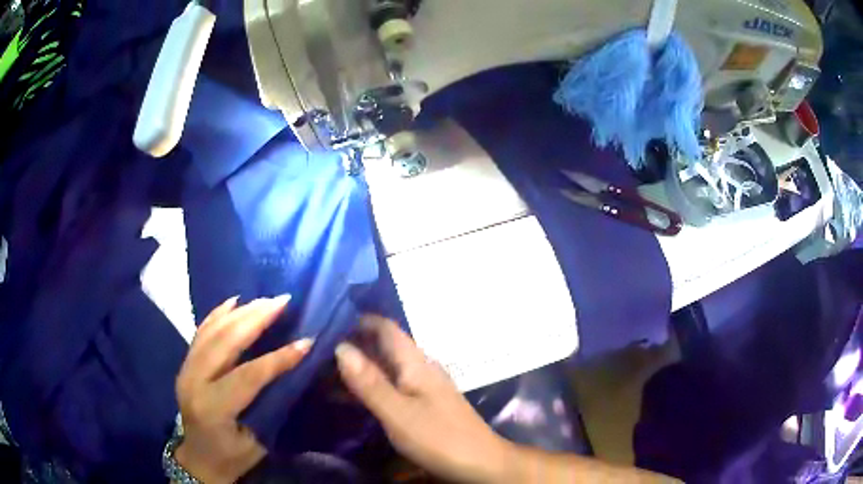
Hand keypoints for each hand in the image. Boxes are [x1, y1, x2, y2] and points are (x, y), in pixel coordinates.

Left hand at [174, 295, 312, 483]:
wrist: (199, 458)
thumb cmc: (232, 456)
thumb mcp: (257, 441)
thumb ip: (271, 405)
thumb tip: (294, 372)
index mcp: (213, 408)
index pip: (248, 376)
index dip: (278, 358)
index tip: (306, 342)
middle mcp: (194, 382)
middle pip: (225, 342)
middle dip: (256, 319)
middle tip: (282, 302)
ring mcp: (186, 369)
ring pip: (212, 331)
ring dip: (241, 312)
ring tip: (265, 299)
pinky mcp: (185, 363)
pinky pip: (201, 331)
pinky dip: (218, 313)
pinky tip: (234, 301)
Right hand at [335, 315, 511, 483]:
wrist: (481, 463)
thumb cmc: (439, 438)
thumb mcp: (398, 413)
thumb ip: (370, 382)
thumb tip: (341, 346)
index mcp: (416, 363)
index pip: (386, 328)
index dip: (359, 321)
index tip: (326, 323)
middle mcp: (421, 369)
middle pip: (385, 347)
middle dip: (354, 345)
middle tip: (317, 351)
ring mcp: (424, 387)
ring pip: (387, 368)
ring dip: (360, 367)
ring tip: (326, 373)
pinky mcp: (425, 405)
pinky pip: (393, 386)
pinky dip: (372, 386)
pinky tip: (354, 397)